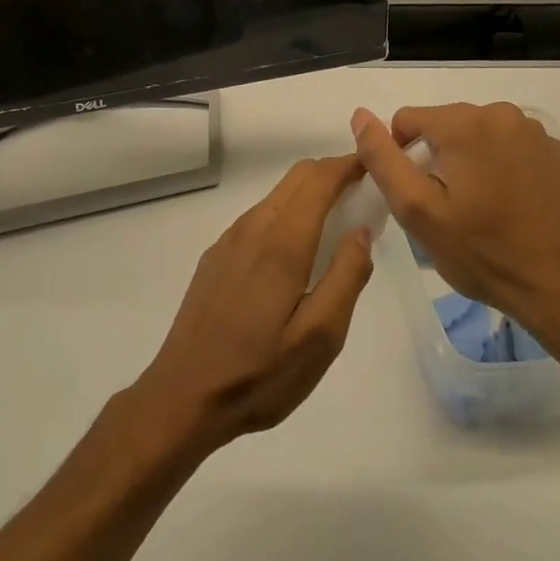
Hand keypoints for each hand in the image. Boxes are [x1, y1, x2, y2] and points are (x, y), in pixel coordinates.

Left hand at [131, 156, 375, 455]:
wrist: (184, 395)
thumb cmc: (261, 373)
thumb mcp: (321, 336)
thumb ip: (347, 276)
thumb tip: (361, 230)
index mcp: (283, 241)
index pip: (319, 179)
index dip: (348, 165)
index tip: (375, 167)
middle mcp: (253, 227)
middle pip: (296, 178)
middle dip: (331, 173)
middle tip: (363, 193)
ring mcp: (230, 240)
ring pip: (276, 195)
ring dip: (309, 193)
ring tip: (336, 220)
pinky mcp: (216, 256)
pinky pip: (259, 217)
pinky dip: (287, 213)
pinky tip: (296, 249)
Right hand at [351, 103, 559, 347]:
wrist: (556, 285)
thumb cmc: (480, 251)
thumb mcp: (416, 209)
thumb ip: (383, 158)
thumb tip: (360, 116)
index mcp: (464, 123)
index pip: (408, 119)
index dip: (401, 155)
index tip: (416, 194)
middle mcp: (501, 113)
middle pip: (445, 123)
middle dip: (436, 156)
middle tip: (446, 205)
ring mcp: (534, 131)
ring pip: (477, 133)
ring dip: (468, 158)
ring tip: (477, 205)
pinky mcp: (556, 151)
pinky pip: (509, 145)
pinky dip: (500, 163)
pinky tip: (507, 201)